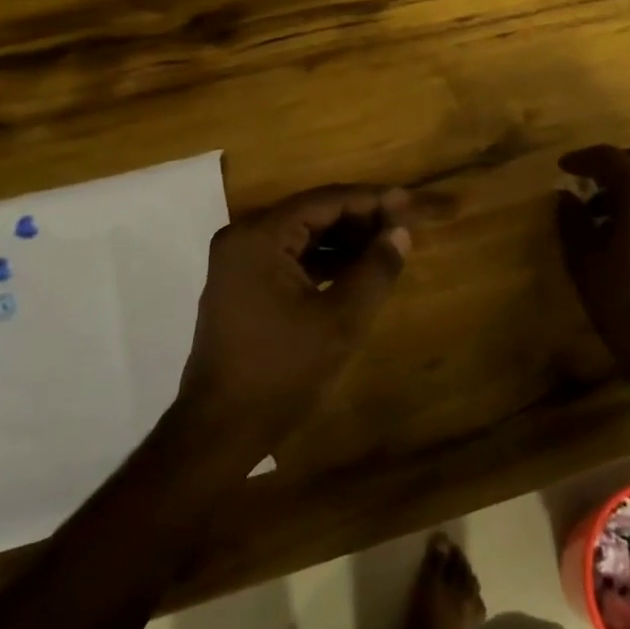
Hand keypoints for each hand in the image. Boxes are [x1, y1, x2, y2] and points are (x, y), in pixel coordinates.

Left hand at [180, 184, 411, 449]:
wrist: (220, 428)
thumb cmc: (281, 371)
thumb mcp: (340, 321)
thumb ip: (376, 270)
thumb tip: (400, 232)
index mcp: (261, 236)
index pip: (326, 200)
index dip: (372, 199)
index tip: (410, 202)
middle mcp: (244, 236)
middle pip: (313, 212)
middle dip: (360, 218)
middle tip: (403, 224)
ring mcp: (239, 260)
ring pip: (302, 234)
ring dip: (344, 239)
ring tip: (387, 245)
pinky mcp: (241, 283)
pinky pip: (289, 256)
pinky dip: (323, 260)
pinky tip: (356, 269)